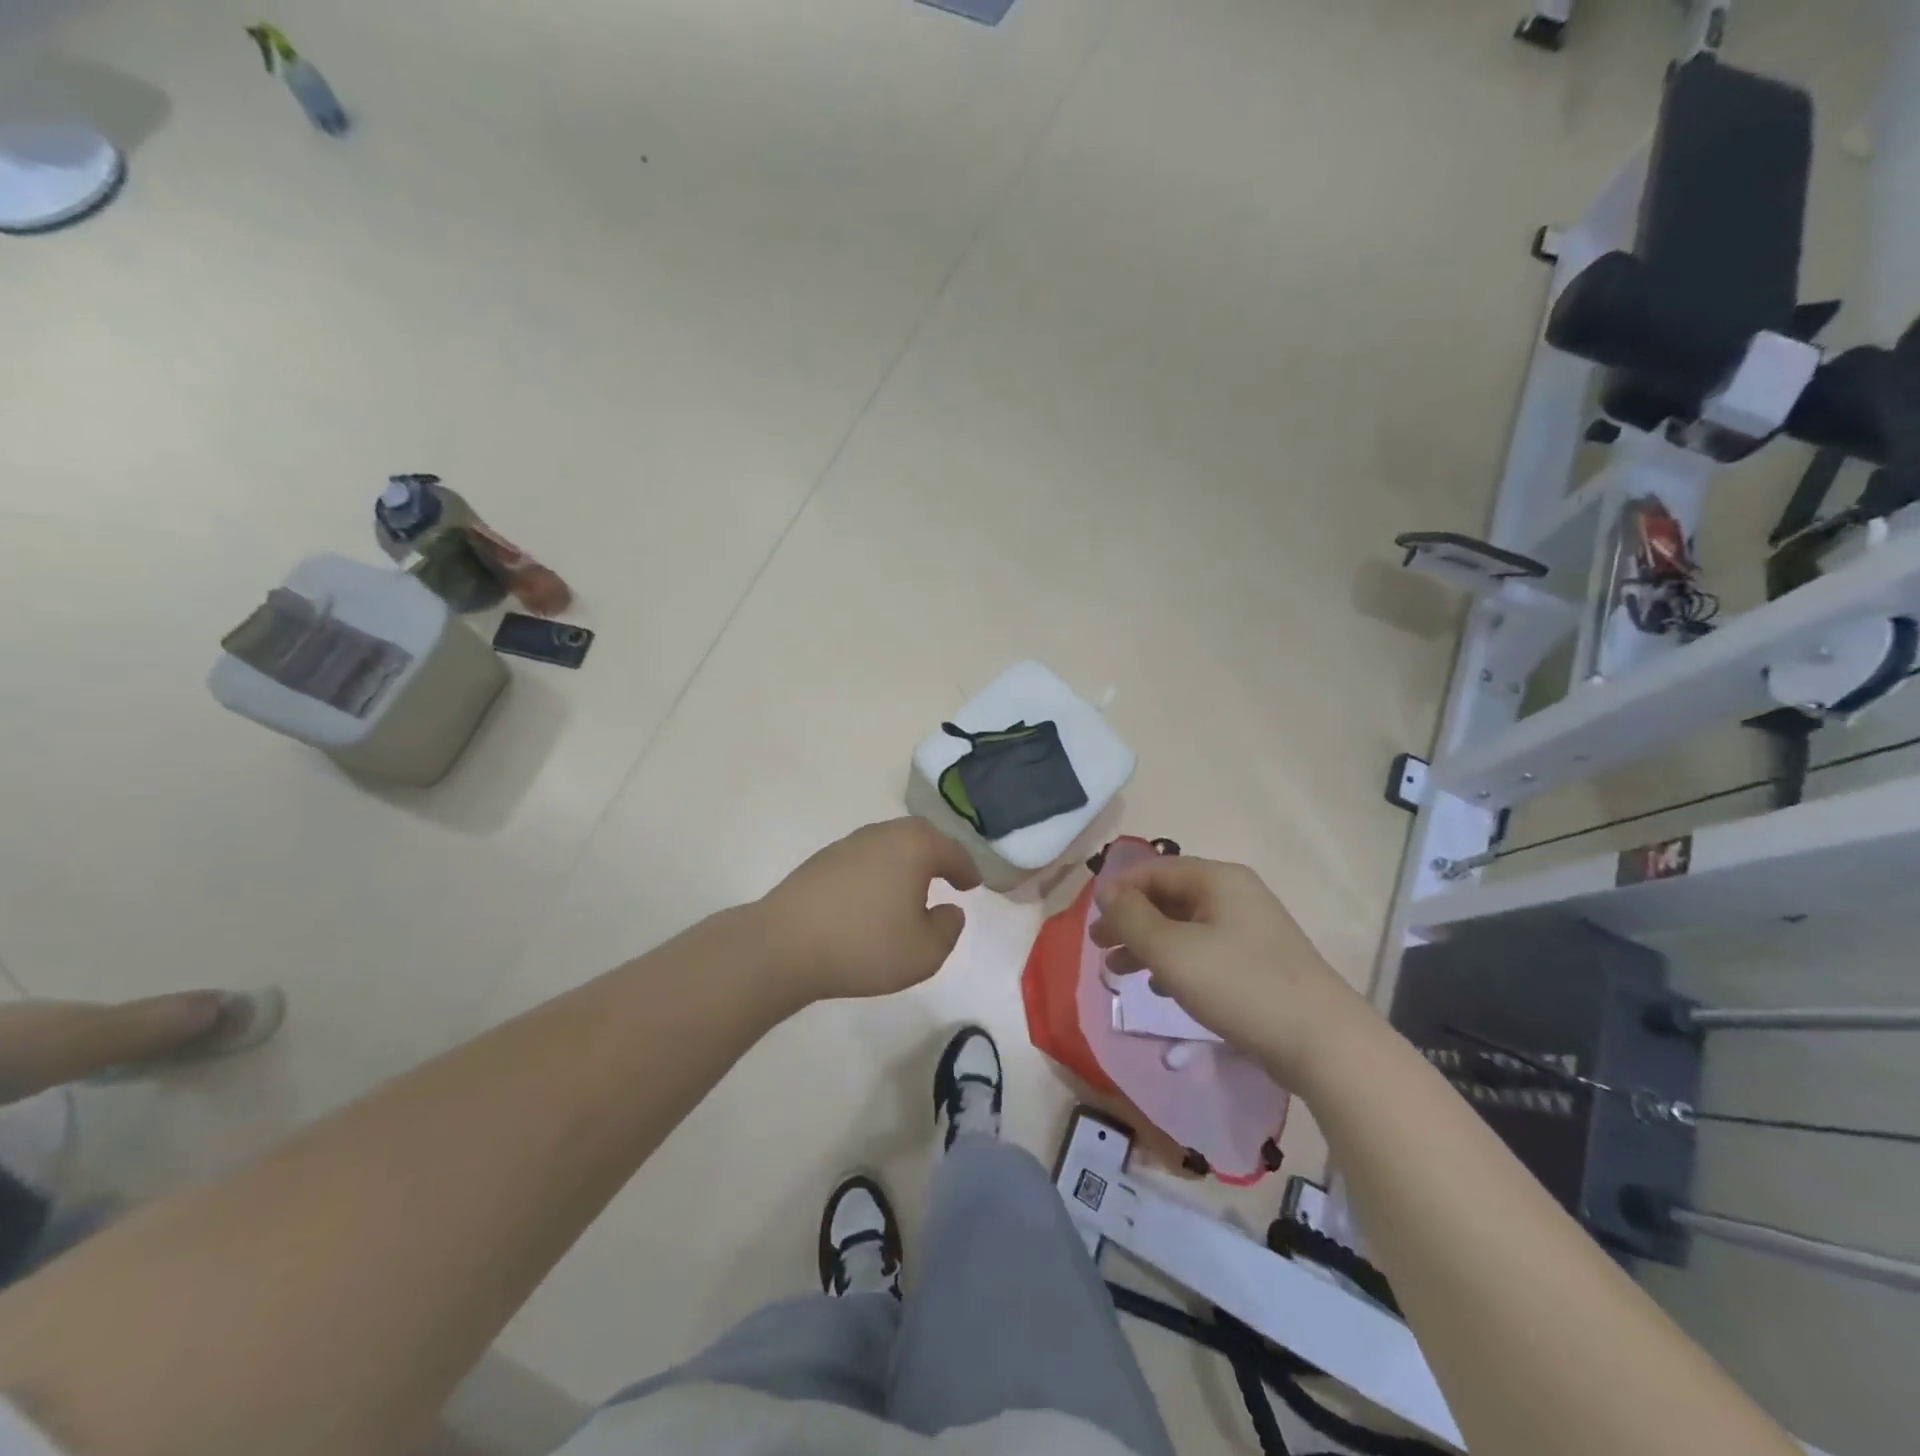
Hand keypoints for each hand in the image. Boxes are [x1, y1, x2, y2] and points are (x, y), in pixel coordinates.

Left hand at [760, 818, 983, 1002]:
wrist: (784, 946)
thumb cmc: (865, 945)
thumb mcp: (925, 952)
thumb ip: (948, 929)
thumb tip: (949, 909)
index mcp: (914, 846)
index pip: (952, 851)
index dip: (967, 869)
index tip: (973, 885)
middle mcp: (882, 834)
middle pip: (919, 837)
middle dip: (937, 856)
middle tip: (947, 877)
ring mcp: (848, 844)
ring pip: (889, 846)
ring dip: (905, 864)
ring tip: (910, 892)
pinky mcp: (821, 861)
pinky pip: (863, 860)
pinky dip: (877, 874)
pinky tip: (873, 900)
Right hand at [1090, 855, 1377, 1085]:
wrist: (1323, 1043)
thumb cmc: (1239, 985)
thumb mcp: (1172, 950)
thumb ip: (1132, 917)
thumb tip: (1107, 891)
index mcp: (1217, 879)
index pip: (1153, 870)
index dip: (1118, 891)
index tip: (1091, 921)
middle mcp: (1235, 895)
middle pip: (1168, 897)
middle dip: (1130, 921)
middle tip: (1098, 947)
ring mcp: (1250, 929)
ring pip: (1184, 926)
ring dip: (1148, 944)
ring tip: (1118, 971)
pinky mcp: (1258, 962)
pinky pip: (1204, 950)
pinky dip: (1176, 962)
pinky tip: (1161, 987)